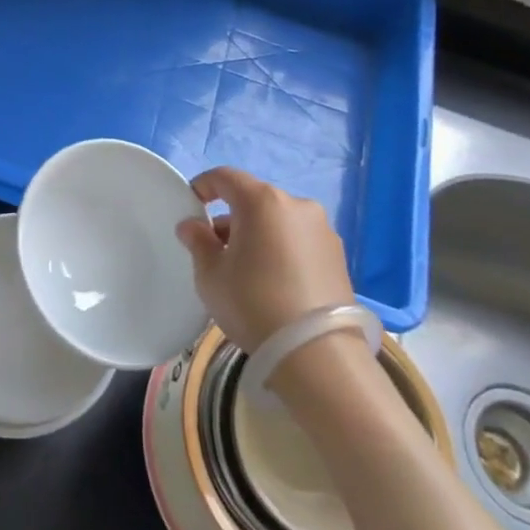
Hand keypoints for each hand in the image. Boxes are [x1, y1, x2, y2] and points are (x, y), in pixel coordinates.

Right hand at [175, 167, 353, 353]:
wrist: (316, 353)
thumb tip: (192, 225)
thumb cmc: (252, 303)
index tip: (191, 204)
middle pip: (254, 200)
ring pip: (278, 221)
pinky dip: (281, 250)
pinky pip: (299, 241)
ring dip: (258, 234)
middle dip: (231, 218)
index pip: (225, 177)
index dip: (203, 186)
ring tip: (245, 270)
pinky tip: (273, 282)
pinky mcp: (338, 256)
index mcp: (261, 201)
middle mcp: (296, 205)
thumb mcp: (211, 275)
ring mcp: (322, 230)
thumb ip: (198, 242)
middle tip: (215, 248)